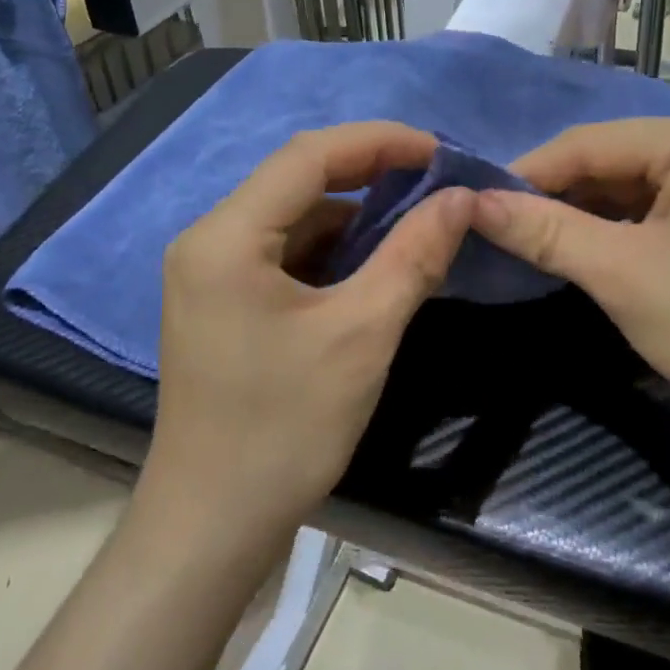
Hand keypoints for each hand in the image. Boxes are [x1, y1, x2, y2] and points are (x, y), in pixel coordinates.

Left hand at [139, 123, 472, 552]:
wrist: (211, 528)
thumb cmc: (283, 429)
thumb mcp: (362, 335)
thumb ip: (413, 255)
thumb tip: (461, 199)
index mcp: (226, 236)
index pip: (308, 156)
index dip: (378, 142)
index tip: (439, 152)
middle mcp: (209, 238)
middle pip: (296, 180)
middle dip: (369, 173)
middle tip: (435, 180)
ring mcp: (210, 270)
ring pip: (292, 216)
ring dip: (353, 214)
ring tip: (416, 216)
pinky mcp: (222, 298)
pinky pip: (283, 251)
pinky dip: (331, 248)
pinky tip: (373, 260)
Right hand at [470, 113, 669, 441]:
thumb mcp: (622, 275)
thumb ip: (543, 231)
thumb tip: (470, 203)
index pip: (585, 144)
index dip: (524, 175)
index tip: (472, 205)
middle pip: (607, 162)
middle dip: (554, 197)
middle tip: (497, 229)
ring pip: (627, 186)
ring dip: (581, 215)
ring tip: (530, 242)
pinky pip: (654, 207)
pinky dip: (616, 229)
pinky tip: (584, 250)